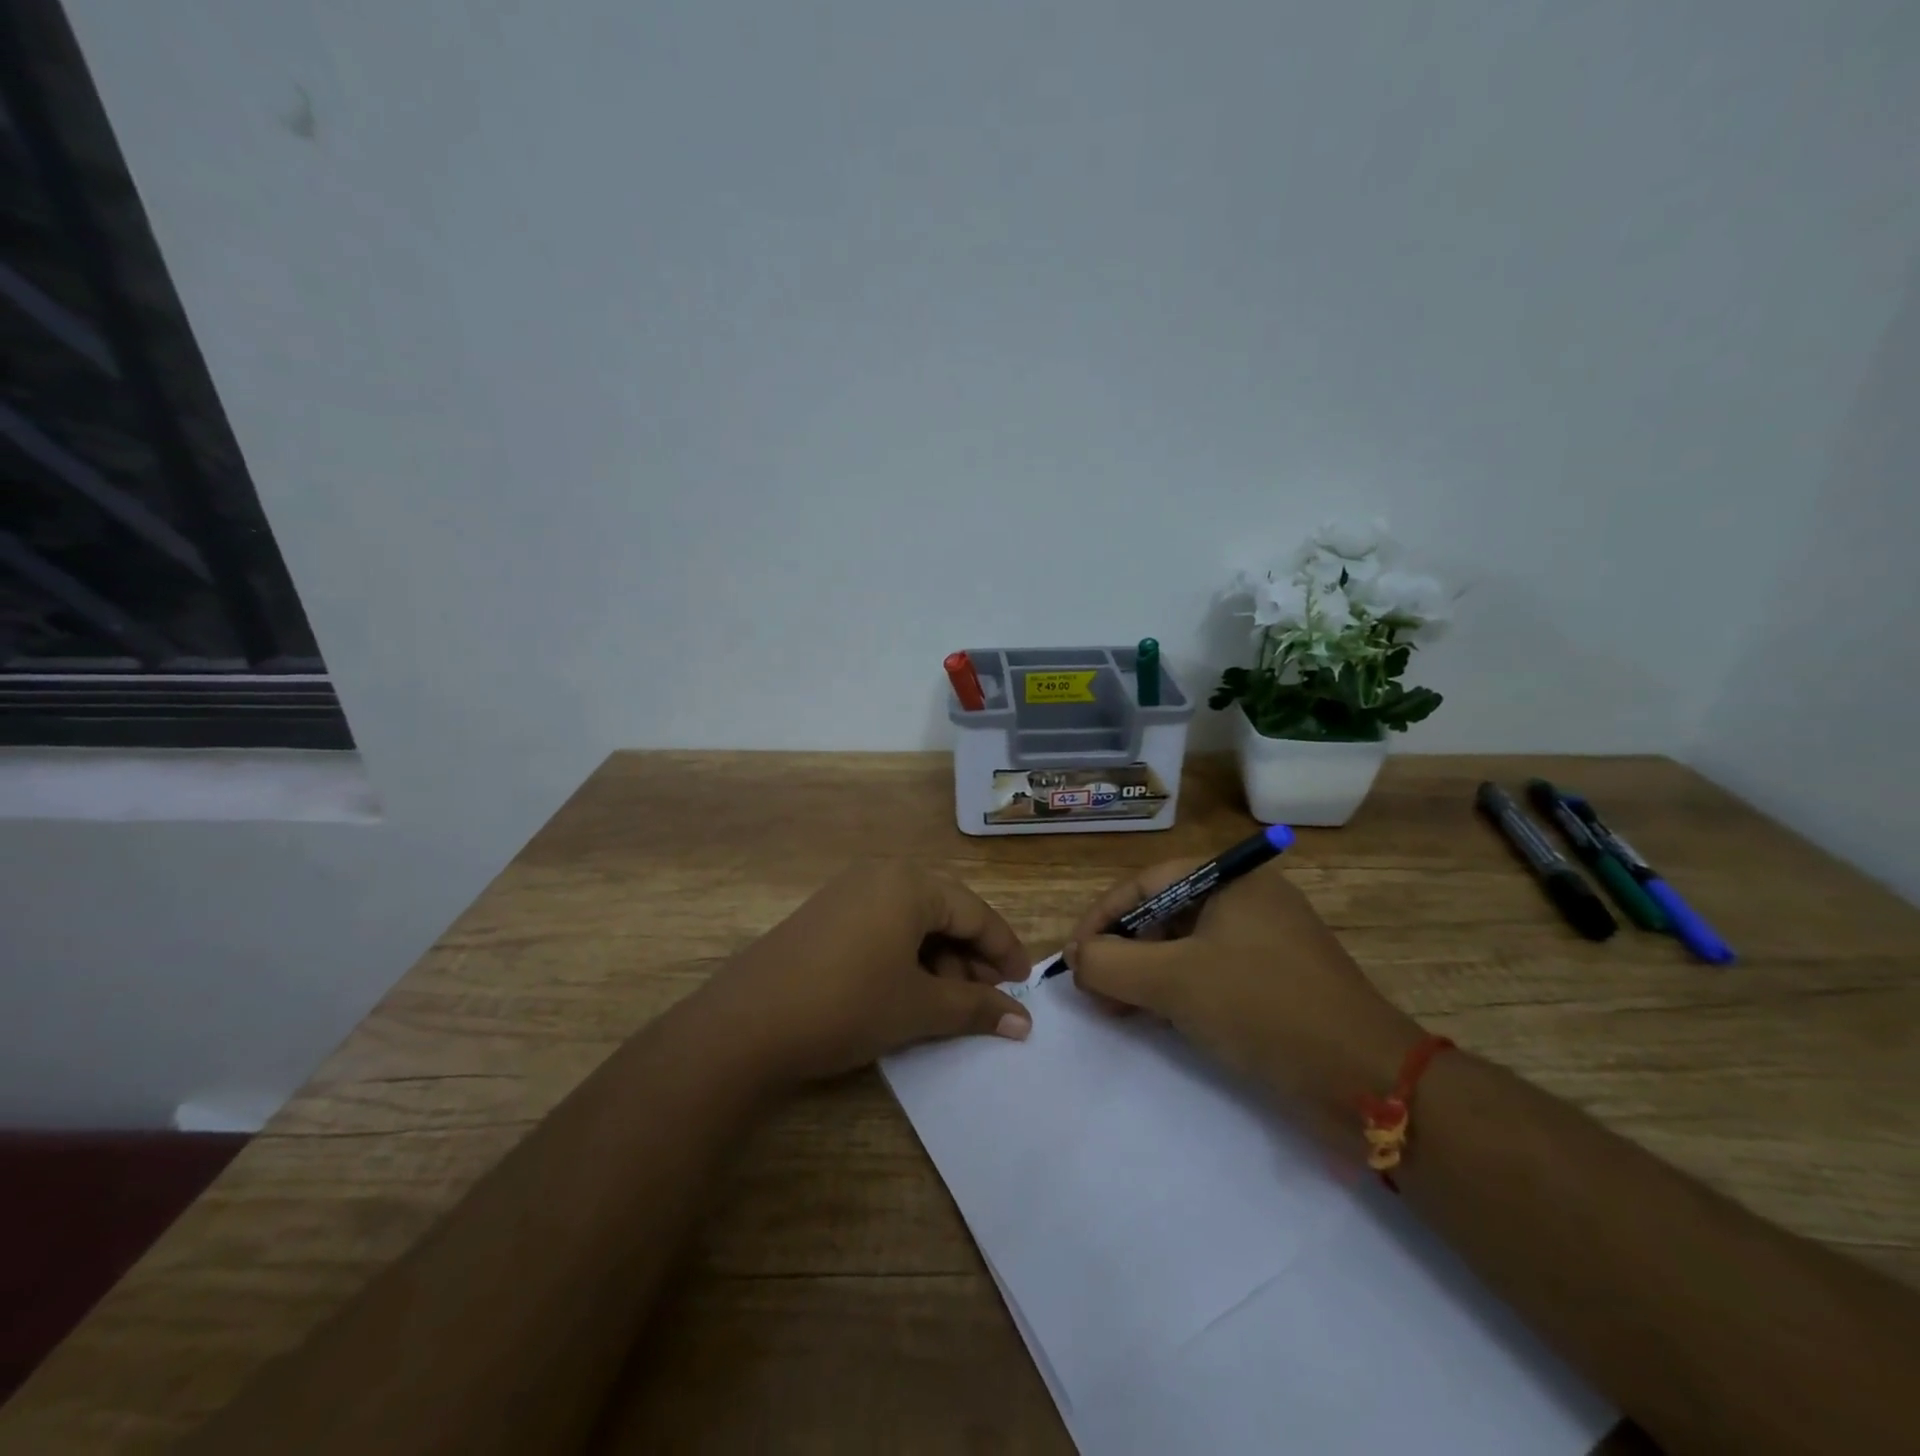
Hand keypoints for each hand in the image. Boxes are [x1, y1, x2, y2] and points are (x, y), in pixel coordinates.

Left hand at [698, 860, 1033, 1088]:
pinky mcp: (826, 915)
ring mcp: (848, 892)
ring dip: (938, 959)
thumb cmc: (847, 1004)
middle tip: (987, 1000)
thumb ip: (976, 1008)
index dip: (1004, 950)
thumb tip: (1023, 1021)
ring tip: (947, 1004)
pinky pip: (883, 926)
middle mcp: (881, 874)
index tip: (1025, 984)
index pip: (975, 912)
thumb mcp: (919, 1008)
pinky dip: (906, 956)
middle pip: (945, 912)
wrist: (746, 1024)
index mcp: (910, 883)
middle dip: (971, 957)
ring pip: (913, 920)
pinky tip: (907, 991)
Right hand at [1064, 859, 1421, 1140]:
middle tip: (1091, 988)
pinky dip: (1175, 991)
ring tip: (1114, 1008)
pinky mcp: (1273, 982)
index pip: (1145, 884)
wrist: (1367, 1079)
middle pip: (1163, 913)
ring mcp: (1263, 942)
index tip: (1073, 957)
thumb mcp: (1174, 981)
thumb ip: (1111, 963)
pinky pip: (1208, 973)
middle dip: (1121, 950)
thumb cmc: (1263, 1008)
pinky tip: (1153, 1018)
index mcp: (1231, 880)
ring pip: (1183, 947)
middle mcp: (1247, 901)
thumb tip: (1077, 958)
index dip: (1101, 918)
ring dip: (1143, 974)